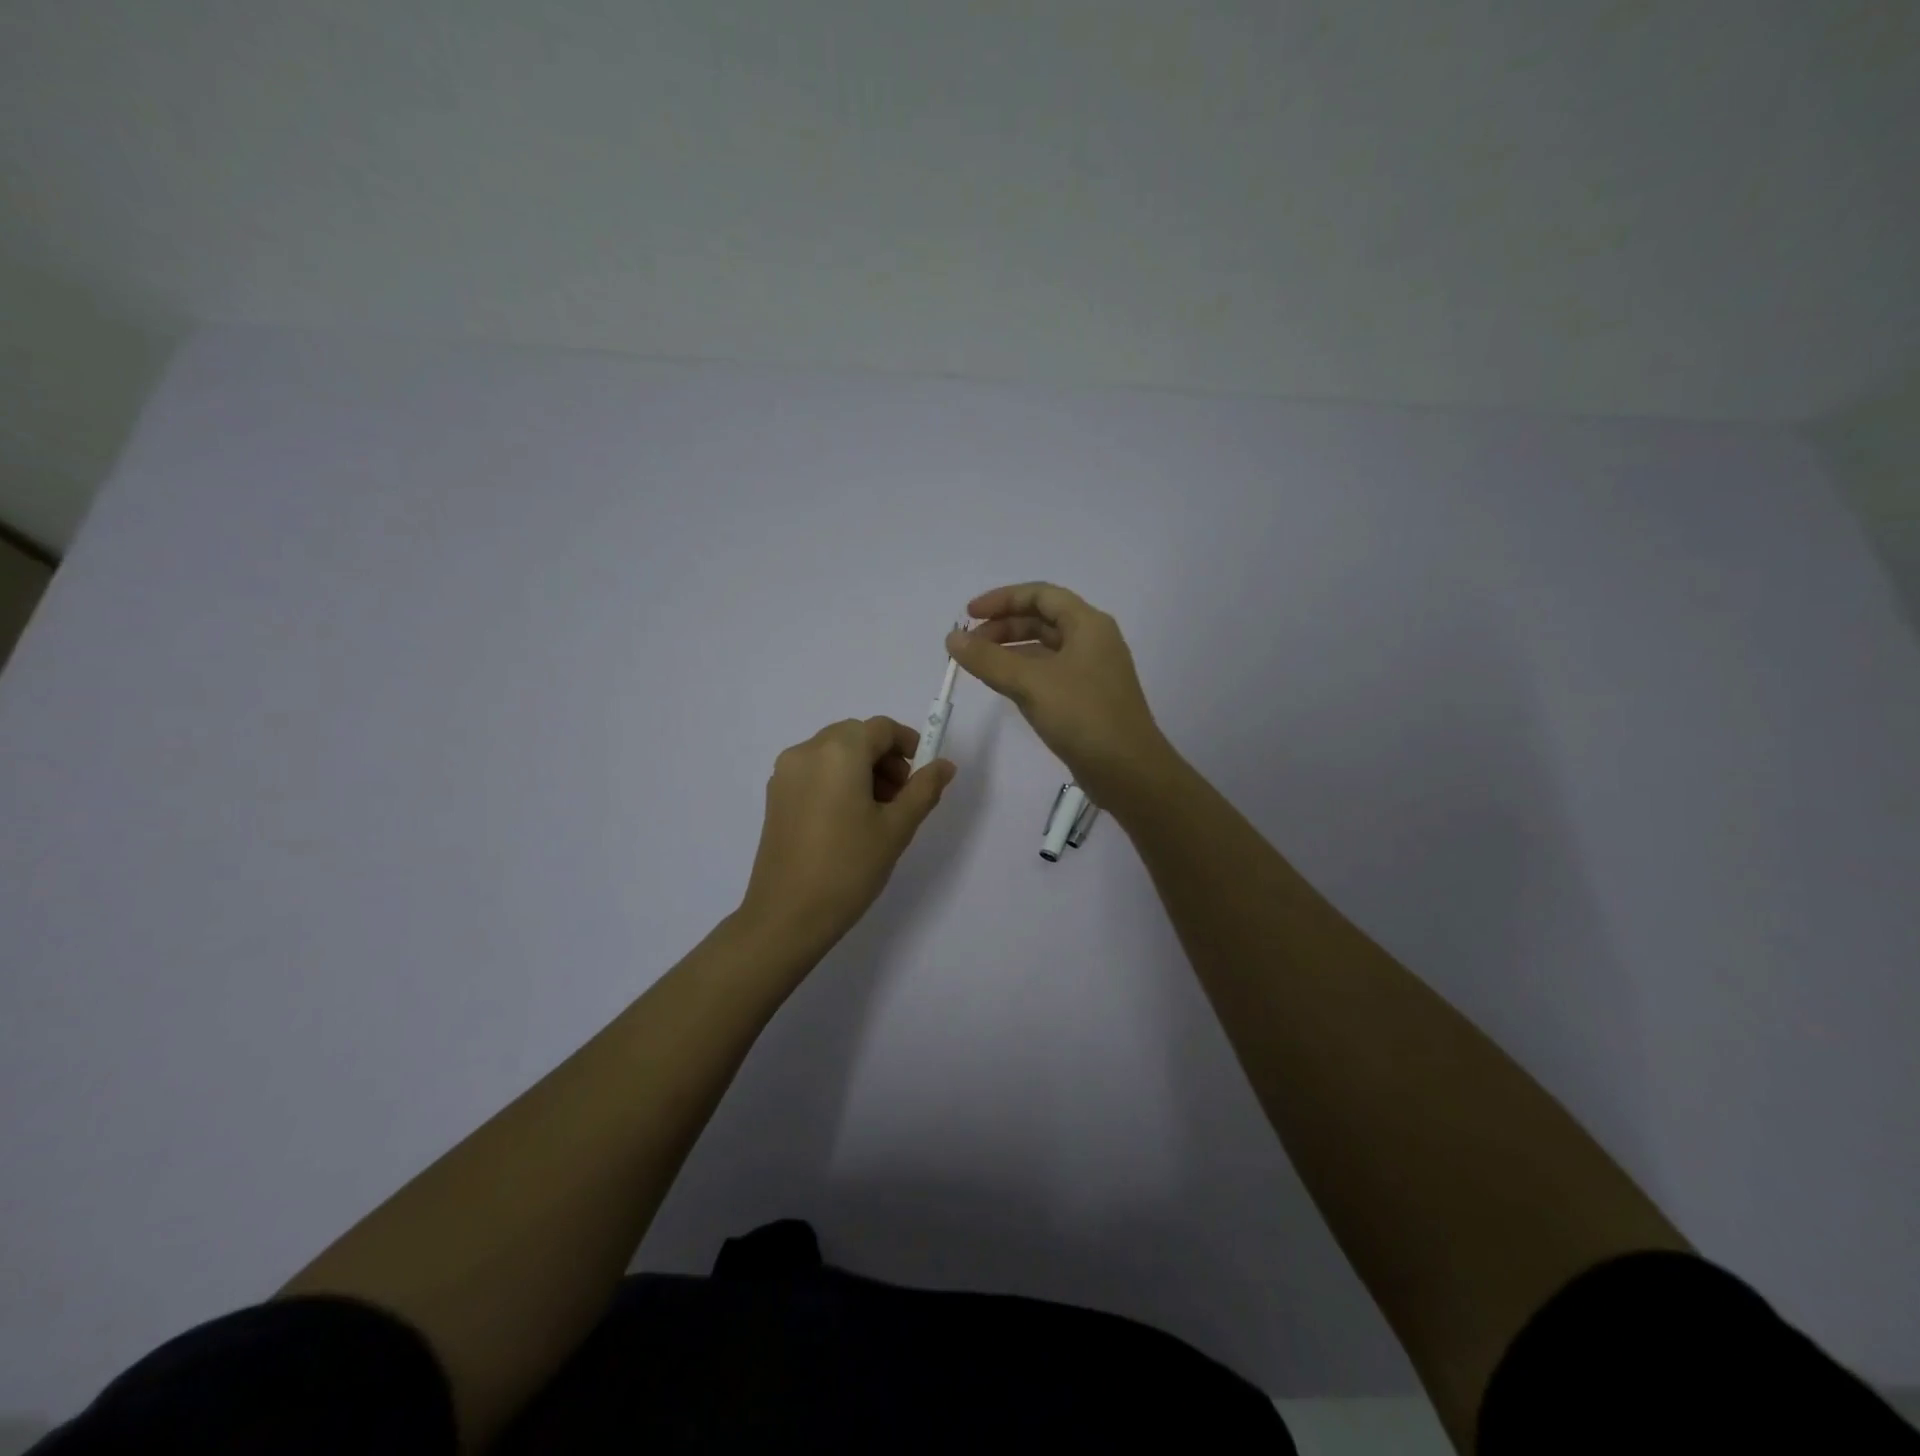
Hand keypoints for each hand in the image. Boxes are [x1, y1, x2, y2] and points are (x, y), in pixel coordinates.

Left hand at [738, 716, 955, 955]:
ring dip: (861, 769)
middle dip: (885, 758)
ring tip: (877, 813)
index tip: (923, 776)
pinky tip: (848, 820)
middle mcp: (807, 751)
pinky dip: (837, 781)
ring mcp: (785, 773)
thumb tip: (944, 765)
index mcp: (839, 752)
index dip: (908, 744)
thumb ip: (924, 789)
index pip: (881, 728)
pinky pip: (814, 771)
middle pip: (855, 736)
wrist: (787, 915)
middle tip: (902, 798)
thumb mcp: (897, 828)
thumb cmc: (849, 867)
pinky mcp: (775, 795)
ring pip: (834, 753)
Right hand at [946, 582, 1172, 805]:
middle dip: (1003, 627)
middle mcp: (1093, 641)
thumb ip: (989, 659)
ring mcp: (1091, 671)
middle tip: (969, 645)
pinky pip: (1049, 674)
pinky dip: (1024, 673)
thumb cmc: (1083, 716)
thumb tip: (952, 639)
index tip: (968, 616)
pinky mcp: (1087, 698)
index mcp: (1088, 624)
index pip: (1040, 595)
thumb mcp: (1031, 683)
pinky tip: (1003, 687)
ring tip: (979, 665)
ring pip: (1045, 648)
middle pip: (1042, 619)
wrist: (1128, 771)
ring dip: (1011, 650)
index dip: (1002, 599)